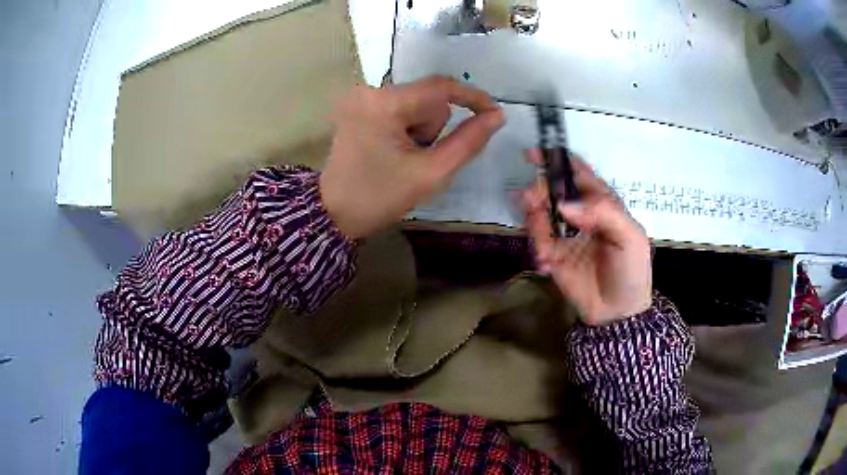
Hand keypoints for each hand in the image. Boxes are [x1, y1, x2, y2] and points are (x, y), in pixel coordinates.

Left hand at [320, 76, 504, 238]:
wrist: (333, 213)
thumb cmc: (380, 198)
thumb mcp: (431, 173)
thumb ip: (468, 142)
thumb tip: (497, 116)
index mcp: (384, 103)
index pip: (440, 87)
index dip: (472, 97)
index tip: (494, 113)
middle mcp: (370, 91)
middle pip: (427, 98)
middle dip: (433, 128)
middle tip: (418, 159)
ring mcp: (360, 98)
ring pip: (415, 105)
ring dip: (420, 130)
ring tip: (402, 158)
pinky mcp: (358, 108)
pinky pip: (399, 109)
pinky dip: (406, 129)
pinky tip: (391, 151)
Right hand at [522, 152, 651, 325]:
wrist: (619, 312)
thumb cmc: (631, 269)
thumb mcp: (629, 236)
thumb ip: (603, 213)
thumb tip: (563, 205)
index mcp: (602, 203)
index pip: (578, 173)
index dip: (558, 160)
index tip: (534, 154)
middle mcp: (580, 213)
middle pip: (553, 189)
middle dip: (540, 190)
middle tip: (533, 201)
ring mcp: (564, 234)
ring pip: (539, 212)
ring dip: (533, 219)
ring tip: (542, 241)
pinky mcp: (552, 255)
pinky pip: (536, 241)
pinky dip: (536, 247)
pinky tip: (547, 263)